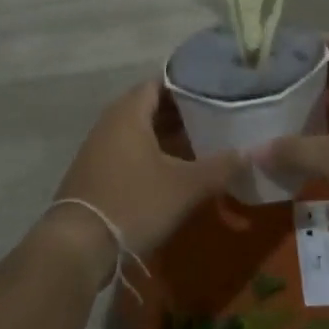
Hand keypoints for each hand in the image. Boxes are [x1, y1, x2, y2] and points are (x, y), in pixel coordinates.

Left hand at [42, 80, 247, 277]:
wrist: (78, 244)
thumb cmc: (134, 202)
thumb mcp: (185, 186)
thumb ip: (220, 167)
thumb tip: (251, 153)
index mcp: (128, 112)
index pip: (159, 83)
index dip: (187, 86)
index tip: (214, 92)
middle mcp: (110, 122)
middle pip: (148, 106)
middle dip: (180, 112)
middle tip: (213, 118)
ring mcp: (98, 147)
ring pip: (138, 131)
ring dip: (165, 135)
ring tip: (199, 143)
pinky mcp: (94, 171)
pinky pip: (127, 150)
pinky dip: (150, 153)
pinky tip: (171, 170)